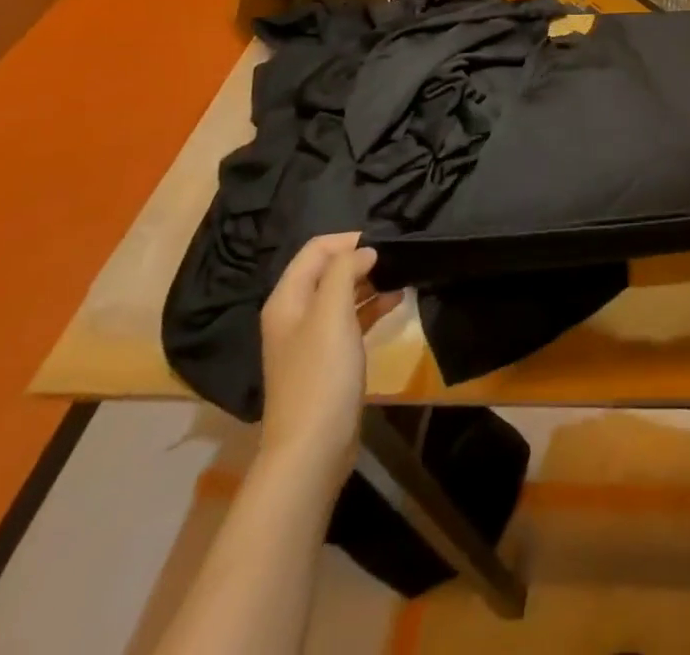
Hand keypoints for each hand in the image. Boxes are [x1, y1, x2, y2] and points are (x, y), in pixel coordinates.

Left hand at [258, 233, 402, 473]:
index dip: (348, 240)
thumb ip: (344, 272)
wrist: (313, 448)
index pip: (316, 250)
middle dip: (361, 260)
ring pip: (342, 294)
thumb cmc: (321, 374)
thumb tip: (364, 251)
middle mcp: (295, 314)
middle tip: (397, 259)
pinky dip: (372, 307)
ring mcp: (312, 339)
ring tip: (402, 276)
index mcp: (288, 299)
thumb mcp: (331, 314)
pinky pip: (351, 319)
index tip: (384, 243)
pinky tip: (397, 302)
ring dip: (370, 282)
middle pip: (328, 270)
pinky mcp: (330, 359)